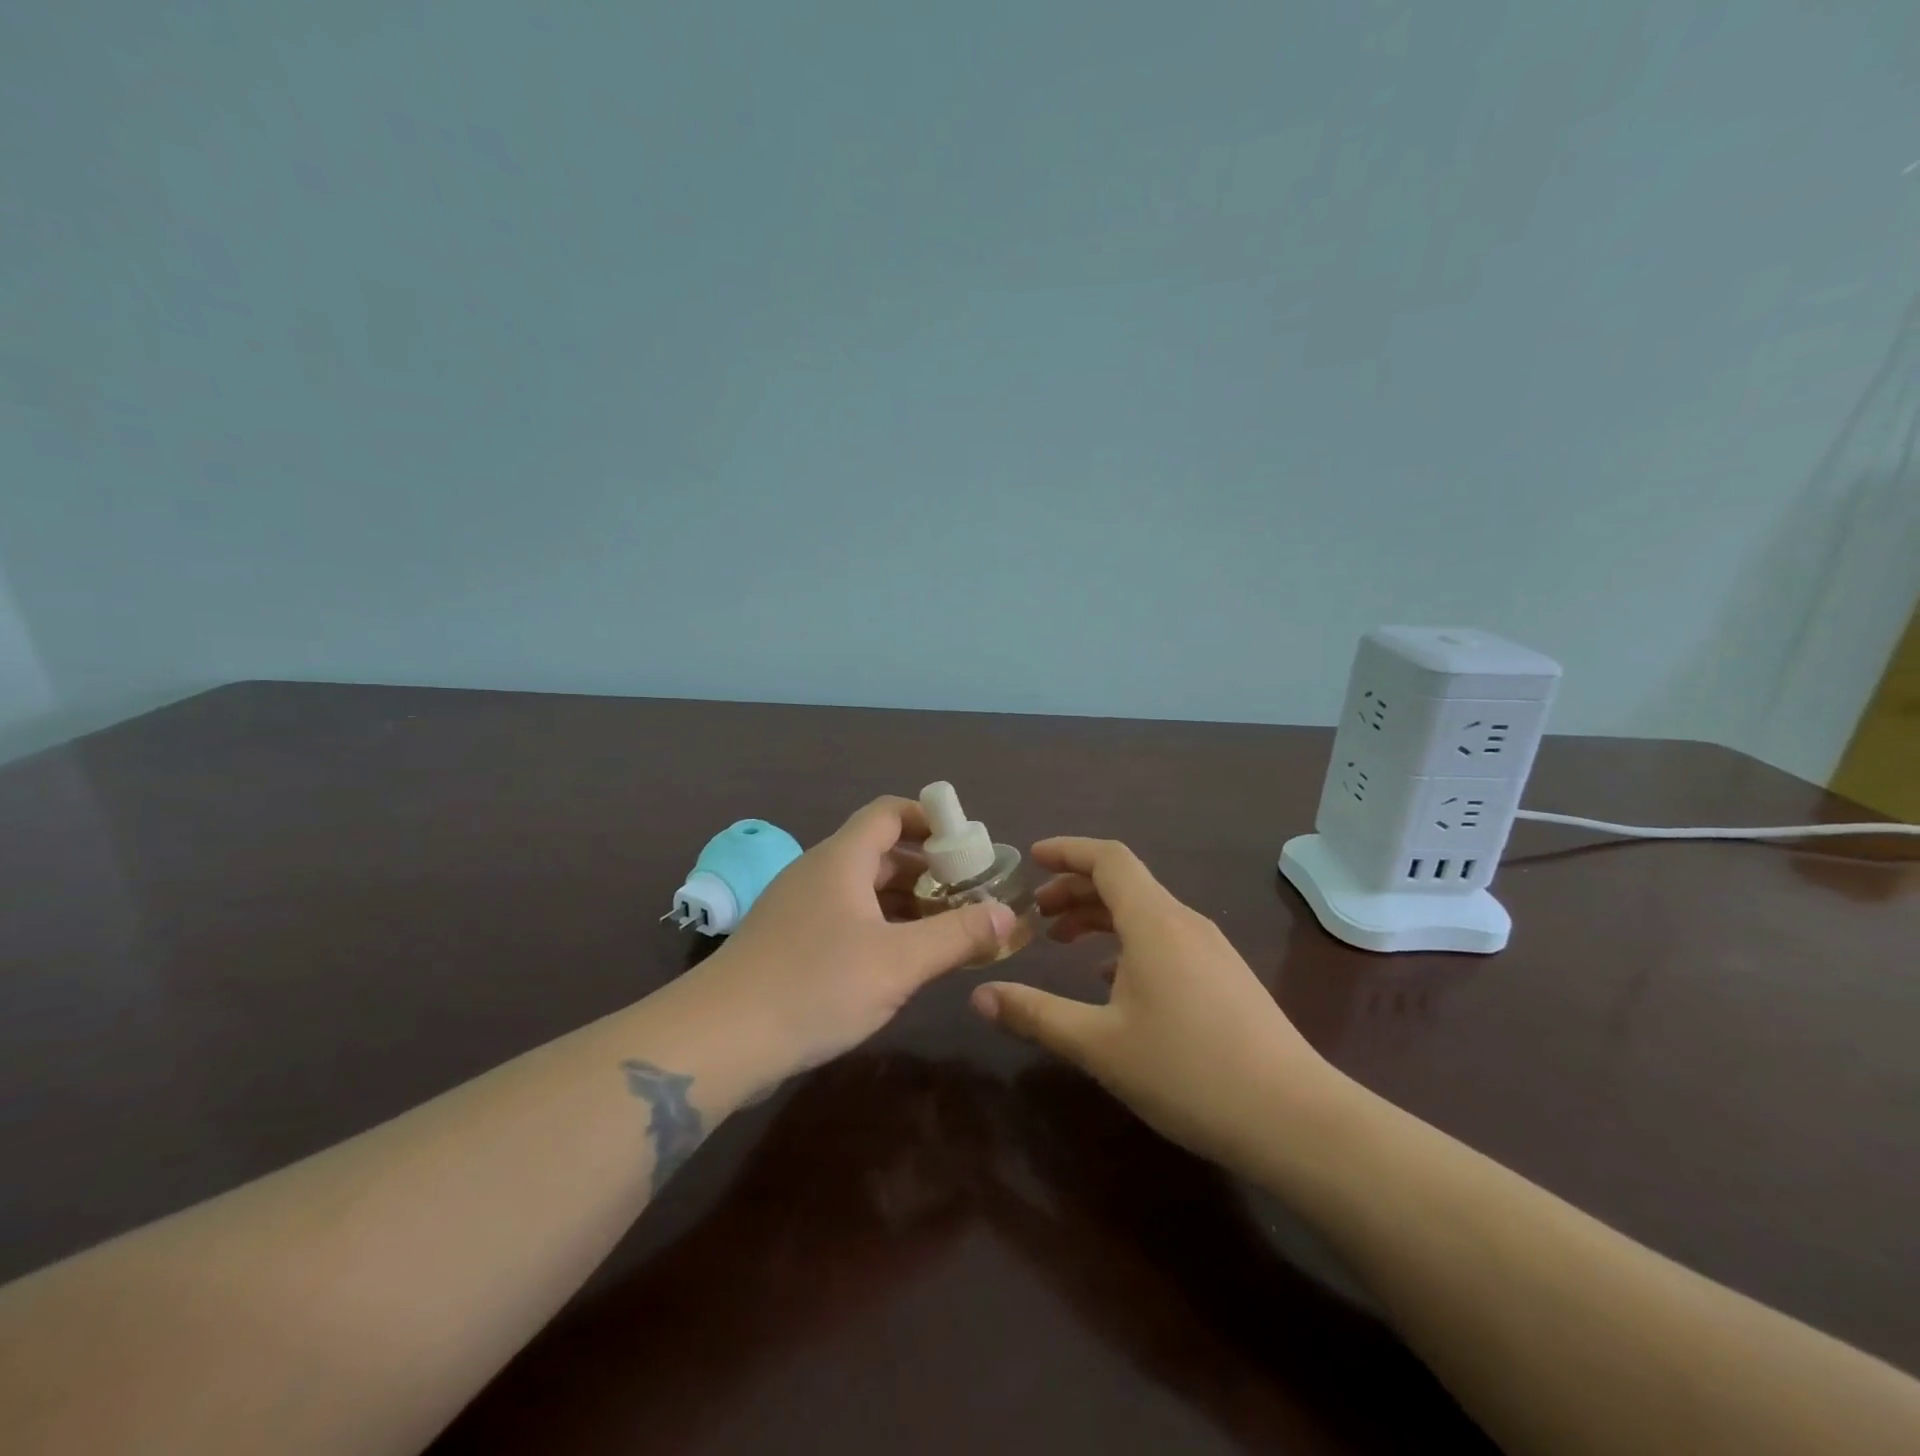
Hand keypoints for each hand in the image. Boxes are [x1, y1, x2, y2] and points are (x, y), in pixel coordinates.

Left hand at [698, 796, 1016, 1076]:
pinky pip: (845, 919)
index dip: (930, 820)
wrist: (717, 1040)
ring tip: (947, 933)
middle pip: (880, 853)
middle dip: (928, 871)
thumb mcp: (898, 962)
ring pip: (863, 890)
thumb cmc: (814, 986)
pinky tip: (899, 963)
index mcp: (842, 859)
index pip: (889, 812)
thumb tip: (1008, 913)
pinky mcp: (788, 942)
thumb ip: (957, 935)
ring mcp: (798, 908)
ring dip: (906, 905)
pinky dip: (879, 928)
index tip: (968, 847)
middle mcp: (818, 873)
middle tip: (970, 899)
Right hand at [970, 836, 1343, 1167]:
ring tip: (1063, 942)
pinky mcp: (1225, 978)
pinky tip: (1111, 981)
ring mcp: (1210, 950)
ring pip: (1145, 913)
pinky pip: (1165, 939)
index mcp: (1154, 921)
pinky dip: (1127, 943)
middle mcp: (1184, 922)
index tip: (1032, 859)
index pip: (1107, 859)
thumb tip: (979, 995)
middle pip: (1124, 884)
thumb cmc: (1188, 1071)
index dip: (1067, 851)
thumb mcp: (1099, 1044)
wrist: (1295, 1119)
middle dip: (1074, 890)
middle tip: (1035, 914)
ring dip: (1100, 918)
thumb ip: (1036, 1014)